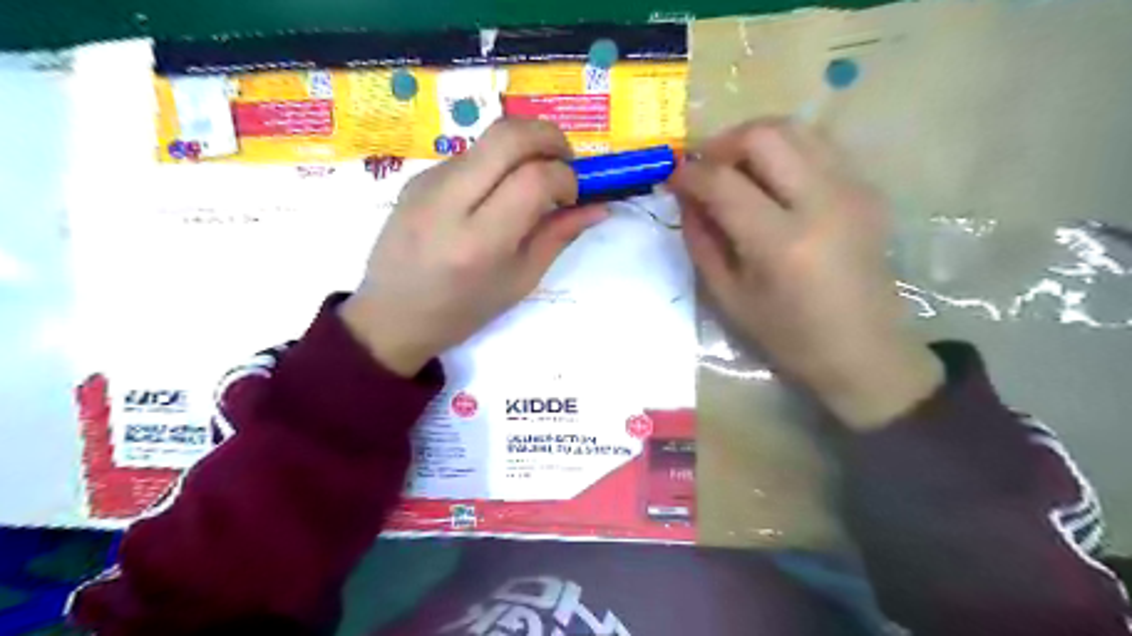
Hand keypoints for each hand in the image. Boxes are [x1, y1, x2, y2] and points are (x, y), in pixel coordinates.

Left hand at [339, 120, 604, 376]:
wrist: (391, 315)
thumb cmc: (462, 311)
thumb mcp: (519, 281)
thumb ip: (558, 236)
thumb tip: (598, 207)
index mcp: (480, 241)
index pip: (534, 178)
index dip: (565, 177)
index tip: (572, 196)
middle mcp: (450, 201)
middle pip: (508, 134)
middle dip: (549, 136)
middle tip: (565, 161)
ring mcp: (427, 182)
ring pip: (488, 139)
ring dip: (521, 149)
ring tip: (530, 182)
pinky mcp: (417, 176)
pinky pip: (468, 154)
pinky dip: (495, 162)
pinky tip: (494, 194)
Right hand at [665, 118, 943, 430]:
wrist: (863, 350)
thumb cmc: (788, 336)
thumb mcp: (728, 296)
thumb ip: (701, 240)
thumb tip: (686, 195)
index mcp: (781, 243)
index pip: (724, 182)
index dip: (689, 173)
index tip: (672, 177)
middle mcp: (822, 202)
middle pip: (765, 134)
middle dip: (722, 143)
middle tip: (704, 168)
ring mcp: (852, 189)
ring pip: (796, 127)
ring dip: (754, 140)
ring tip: (734, 168)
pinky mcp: (867, 188)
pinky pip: (818, 146)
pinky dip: (784, 151)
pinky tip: (771, 180)